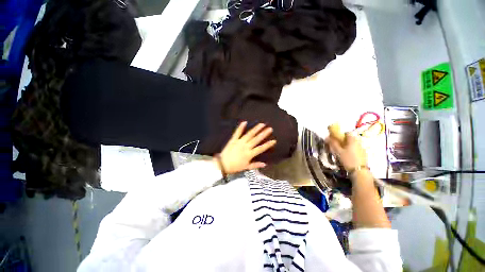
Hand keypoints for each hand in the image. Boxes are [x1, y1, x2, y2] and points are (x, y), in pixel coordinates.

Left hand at [215, 122, 276, 174]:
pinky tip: (245, 122)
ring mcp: (239, 142)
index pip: (260, 148)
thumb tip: (265, 164)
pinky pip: (237, 133)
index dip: (268, 145)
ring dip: (255, 129)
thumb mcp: (246, 167)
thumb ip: (255, 165)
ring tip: (261, 124)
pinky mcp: (233, 140)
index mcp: (249, 154)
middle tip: (270, 128)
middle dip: (263, 134)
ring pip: (249, 134)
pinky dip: (241, 127)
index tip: (274, 140)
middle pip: (256, 139)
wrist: (222, 164)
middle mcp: (246, 147)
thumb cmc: (235, 167)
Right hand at [325, 133, 367, 171]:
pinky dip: (352, 150)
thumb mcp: (338, 152)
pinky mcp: (364, 154)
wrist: (359, 171)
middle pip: (351, 138)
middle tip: (338, 145)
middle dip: (344, 140)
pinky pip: (357, 149)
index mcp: (353, 140)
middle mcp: (359, 142)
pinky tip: (349, 156)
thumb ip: (333, 144)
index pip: (348, 133)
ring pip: (354, 144)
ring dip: (348, 145)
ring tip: (343, 151)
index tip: (336, 138)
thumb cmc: (348, 159)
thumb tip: (327, 137)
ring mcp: (362, 148)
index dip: (341, 134)